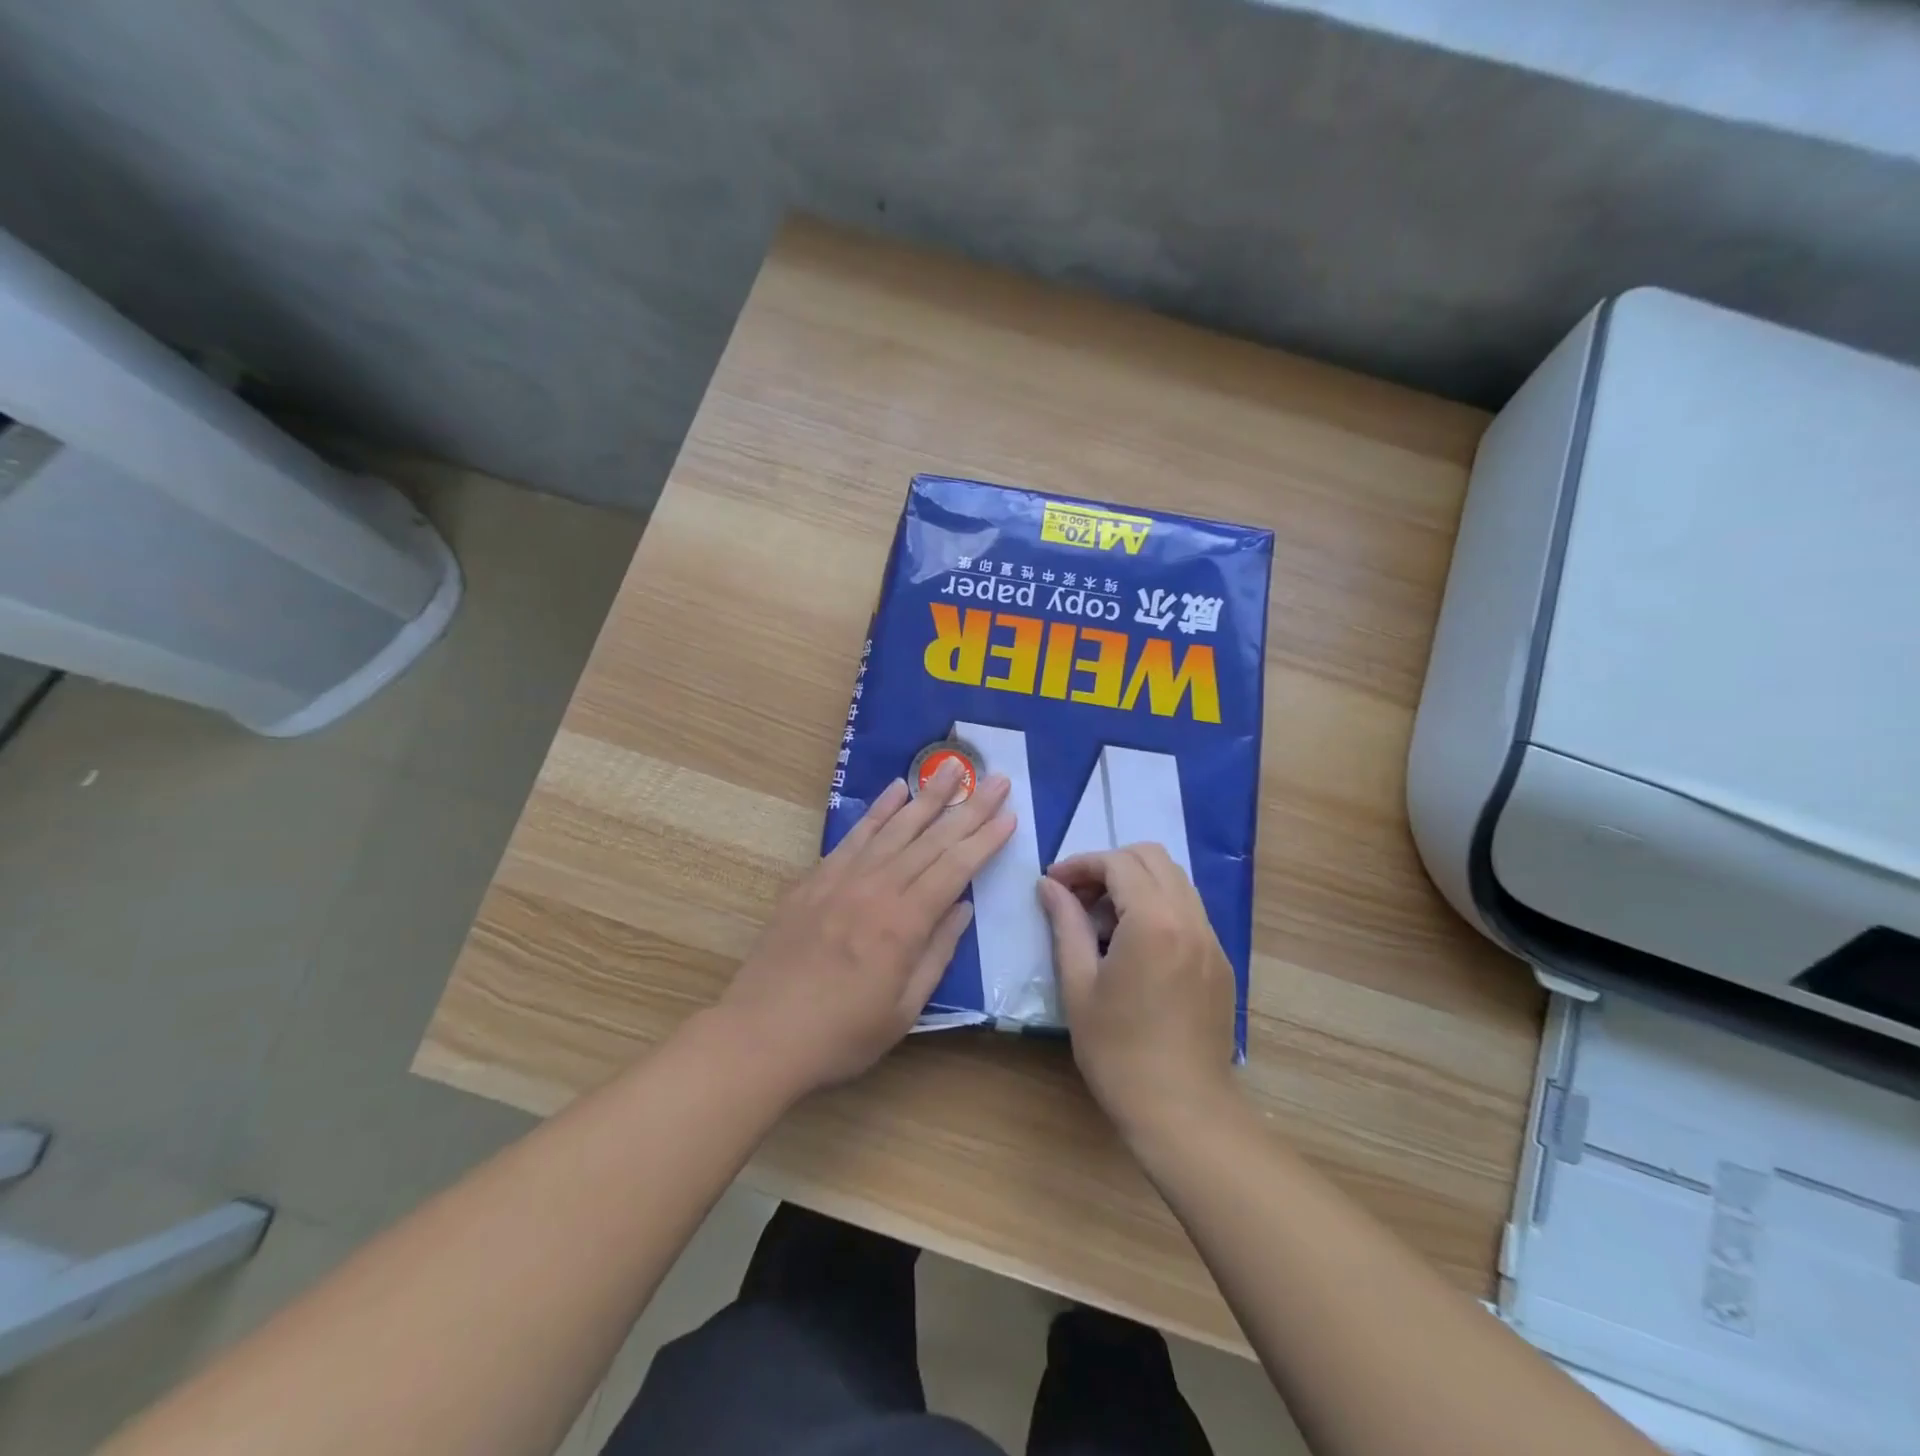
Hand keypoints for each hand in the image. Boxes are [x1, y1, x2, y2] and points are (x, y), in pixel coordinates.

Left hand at [719, 760, 1014, 1097]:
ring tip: (951, 767)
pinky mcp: (816, 878)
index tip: (1010, 814)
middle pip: (931, 839)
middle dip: (969, 808)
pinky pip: (854, 835)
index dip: (985, 840)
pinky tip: (896, 789)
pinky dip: (877, 810)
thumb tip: (963, 907)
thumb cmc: (841, 1033)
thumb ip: (937, 953)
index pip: (956, 869)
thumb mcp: (904, 1009)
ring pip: (894, 827)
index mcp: (904, 923)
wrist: (761, 1034)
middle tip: (996, 779)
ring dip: (927, 796)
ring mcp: (843, 878)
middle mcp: (877, 889)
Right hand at [1036, 845, 1237, 1139]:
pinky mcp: (1221, 962)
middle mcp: (1190, 919)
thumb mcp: (1078, 985)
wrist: (1182, 1111)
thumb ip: (1065, 925)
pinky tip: (1134, 945)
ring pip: (1175, 881)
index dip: (1080, 864)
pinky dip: (1158, 907)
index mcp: (1154, 922)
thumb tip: (1049, 886)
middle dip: (1111, 865)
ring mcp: (1212, 940)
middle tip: (1079, 896)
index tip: (1053, 884)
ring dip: (1136, 883)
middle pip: (1153, 858)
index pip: (1118, 863)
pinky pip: (1188, 911)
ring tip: (1103, 920)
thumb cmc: (1118, 1052)